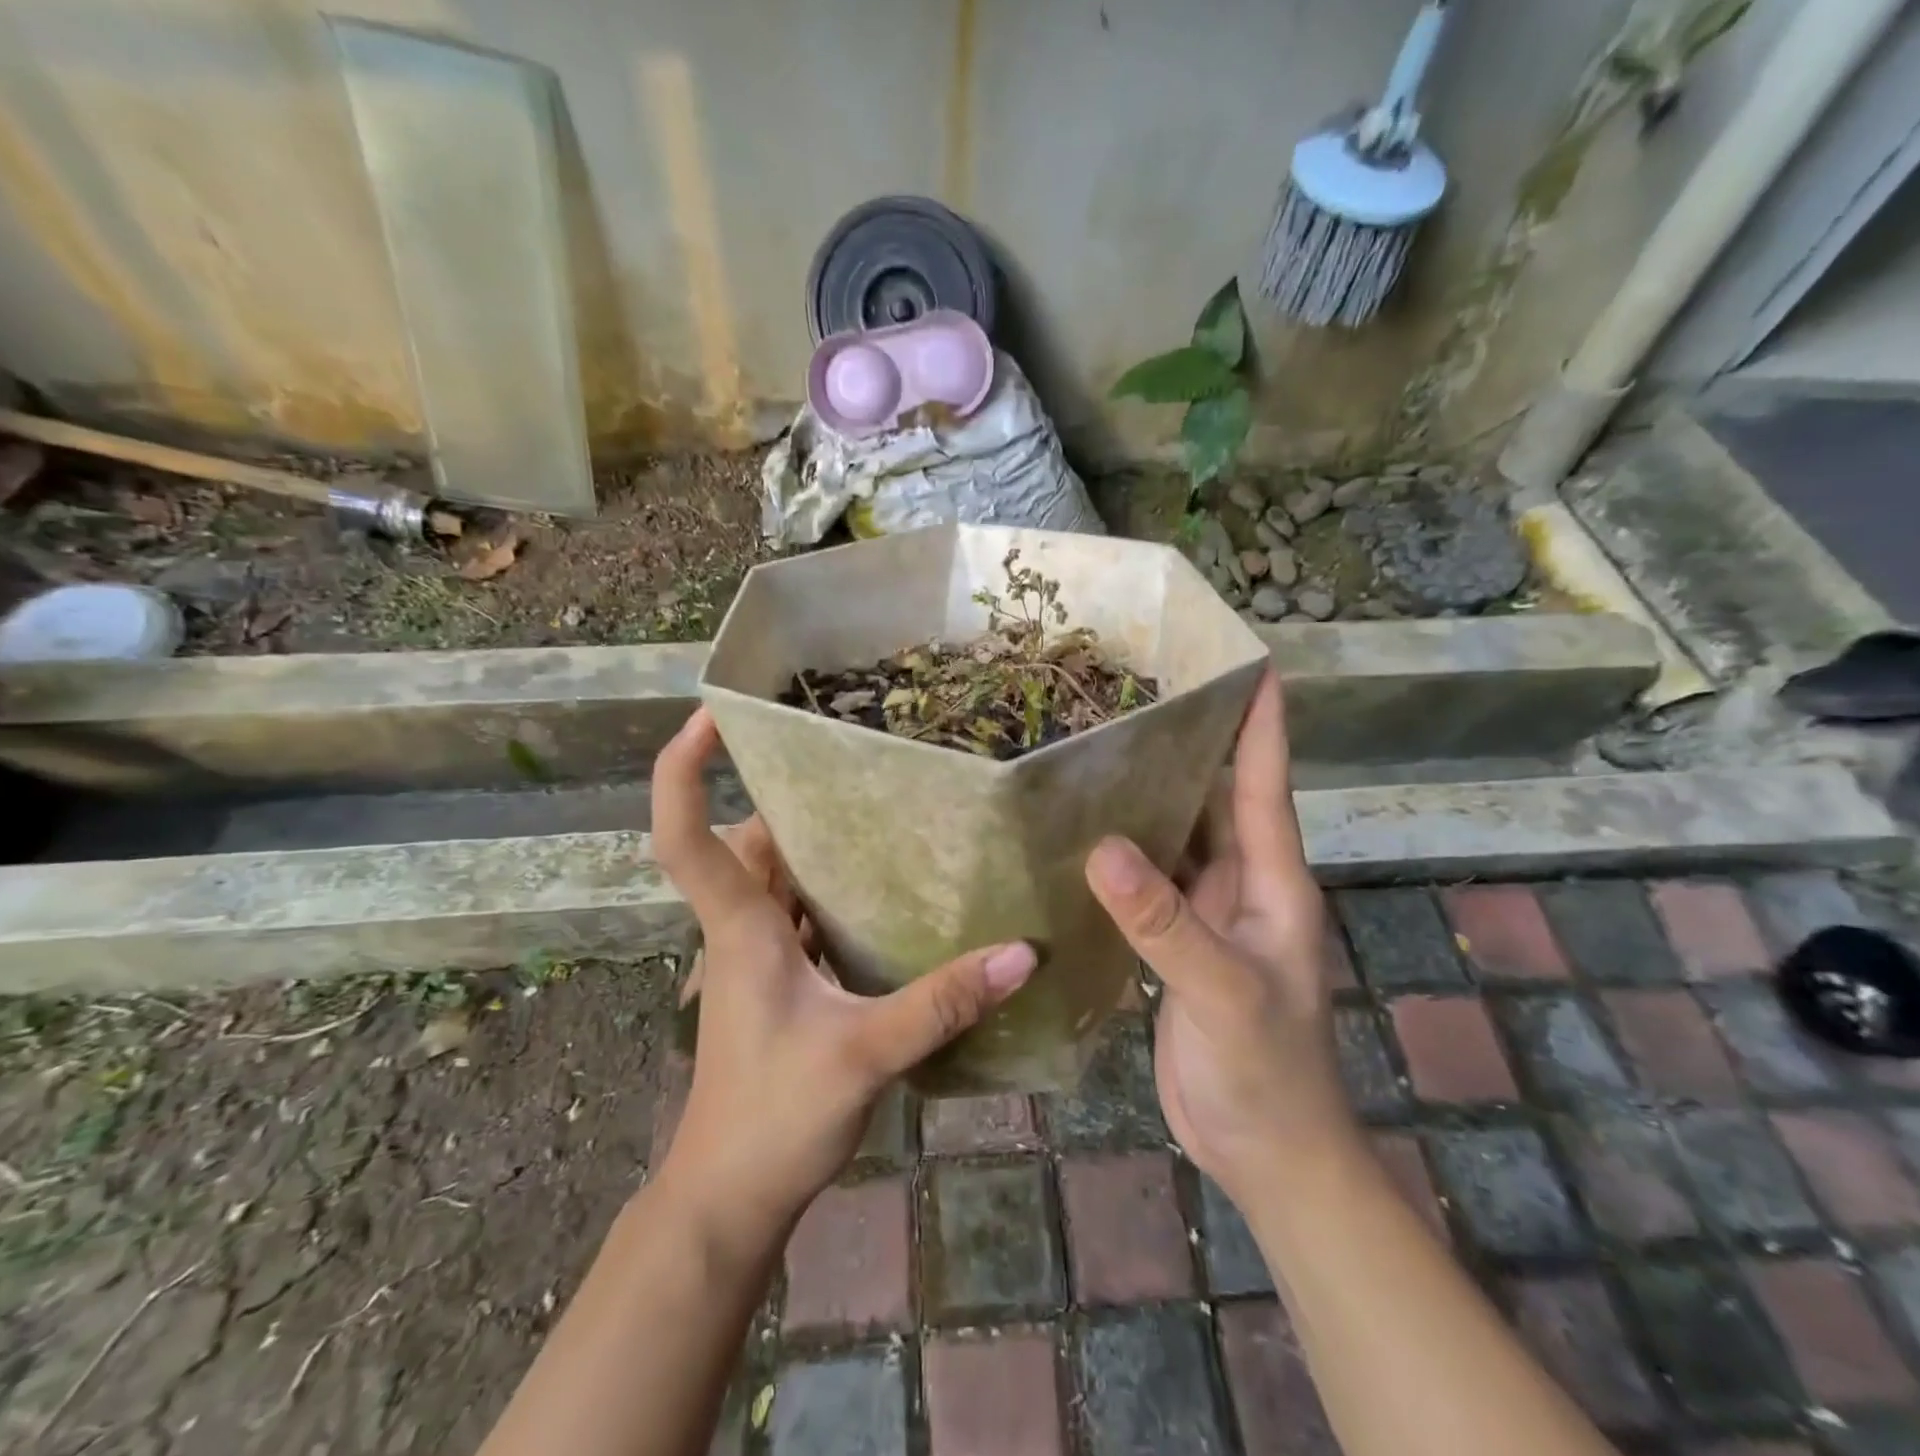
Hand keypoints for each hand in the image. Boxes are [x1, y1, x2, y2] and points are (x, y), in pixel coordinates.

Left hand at [649, 709, 1034, 1250]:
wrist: (730, 1198)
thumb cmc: (773, 1118)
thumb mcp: (865, 1054)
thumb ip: (941, 1002)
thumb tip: (1021, 953)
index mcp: (740, 926)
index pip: (685, 833)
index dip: (684, 769)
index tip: (711, 714)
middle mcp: (741, 928)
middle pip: (748, 840)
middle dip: (787, 796)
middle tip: (849, 759)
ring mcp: (756, 957)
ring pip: (777, 876)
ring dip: (814, 843)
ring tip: (880, 808)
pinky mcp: (779, 982)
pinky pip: (801, 913)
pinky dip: (831, 891)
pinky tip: (886, 890)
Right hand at [1084, 670, 1354, 1200]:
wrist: (1266, 1153)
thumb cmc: (1267, 1071)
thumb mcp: (1222, 991)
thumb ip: (1163, 922)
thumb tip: (1100, 845)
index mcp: (1270, 881)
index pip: (1265, 783)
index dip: (1259, 722)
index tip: (1247, 662)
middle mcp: (1240, 885)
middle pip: (1213, 798)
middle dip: (1187, 745)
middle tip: (1137, 693)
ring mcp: (1206, 915)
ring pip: (1175, 838)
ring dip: (1146, 798)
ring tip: (1097, 749)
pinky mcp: (1174, 945)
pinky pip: (1146, 883)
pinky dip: (1120, 856)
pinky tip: (1081, 834)